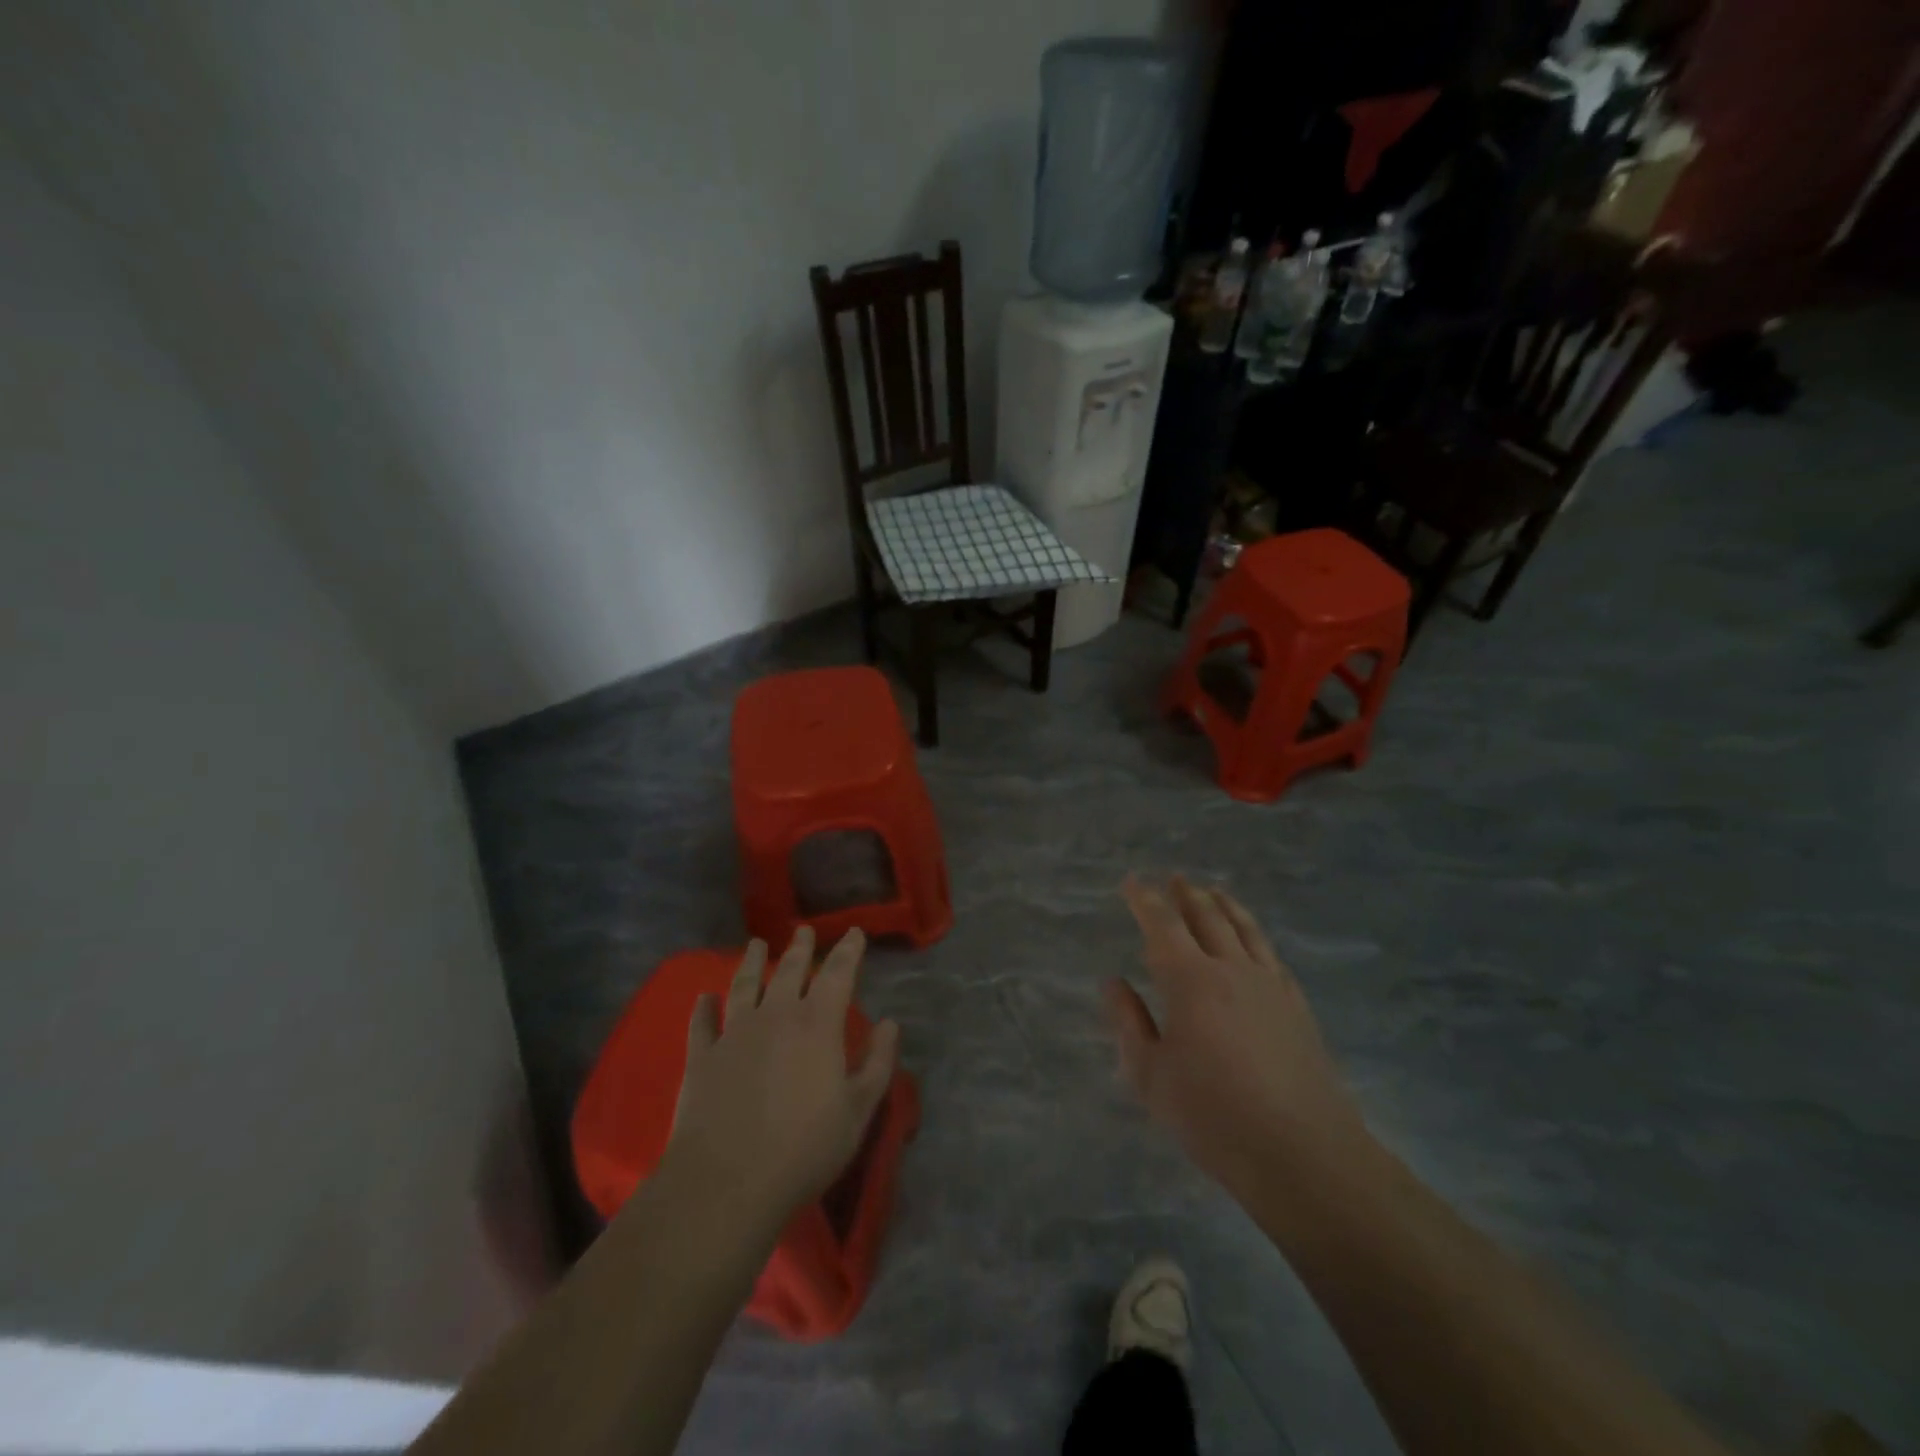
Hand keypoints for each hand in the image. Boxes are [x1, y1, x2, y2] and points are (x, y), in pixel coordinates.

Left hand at [663, 928, 899, 1227]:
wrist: (727, 1183)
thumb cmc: (804, 1148)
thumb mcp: (858, 1110)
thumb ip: (877, 1063)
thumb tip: (890, 1023)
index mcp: (818, 1024)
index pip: (838, 973)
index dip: (848, 950)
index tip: (854, 932)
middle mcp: (776, 1016)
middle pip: (789, 971)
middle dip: (800, 948)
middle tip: (803, 930)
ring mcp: (734, 1033)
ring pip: (745, 986)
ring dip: (751, 962)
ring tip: (755, 944)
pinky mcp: (702, 1057)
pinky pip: (702, 1023)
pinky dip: (704, 1007)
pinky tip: (704, 997)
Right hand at [1106, 876, 1369, 1198]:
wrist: (1303, 1152)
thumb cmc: (1214, 1115)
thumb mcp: (1151, 1076)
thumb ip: (1129, 1023)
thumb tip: (1113, 982)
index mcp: (1190, 980)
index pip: (1163, 925)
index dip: (1144, 899)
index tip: (1132, 882)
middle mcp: (1231, 969)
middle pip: (1208, 916)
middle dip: (1186, 894)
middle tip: (1173, 879)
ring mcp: (1269, 985)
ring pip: (1245, 928)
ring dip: (1224, 904)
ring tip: (1213, 890)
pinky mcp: (1297, 1005)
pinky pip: (1271, 954)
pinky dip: (1255, 934)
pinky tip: (1252, 940)